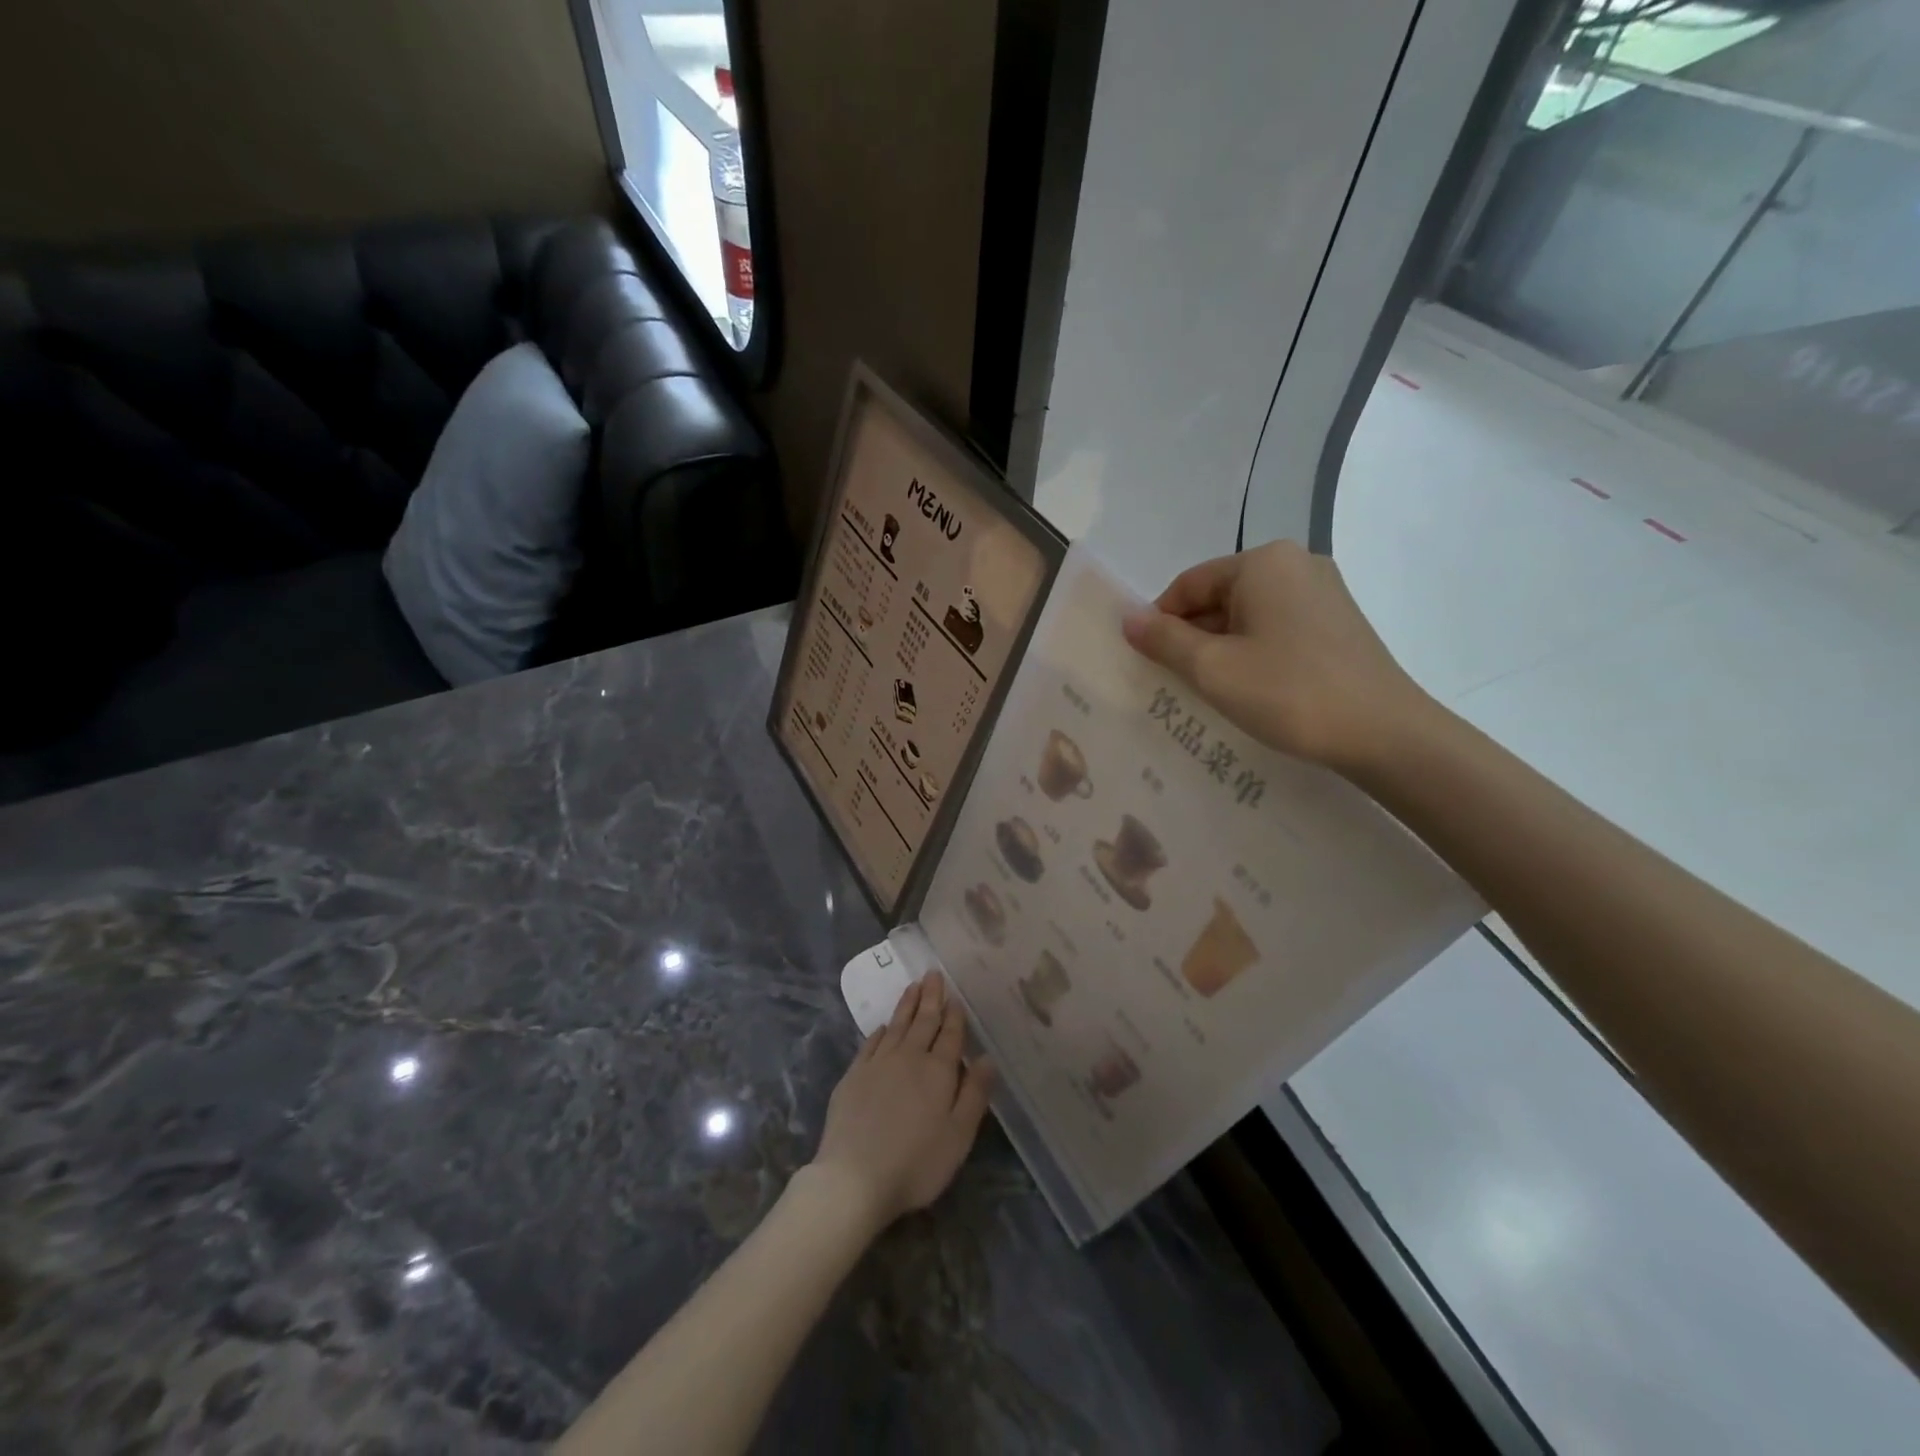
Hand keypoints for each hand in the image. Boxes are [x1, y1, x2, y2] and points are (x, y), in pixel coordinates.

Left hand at [807, 974, 993, 1233]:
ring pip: (896, 1026)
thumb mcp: (959, 1135)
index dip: (954, 1015)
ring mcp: (877, 1064)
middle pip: (923, 1022)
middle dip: (930, 997)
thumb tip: (987, 1058)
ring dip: (906, 1005)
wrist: (854, 1177)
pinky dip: (879, 1032)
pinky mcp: (853, 1076)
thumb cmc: (916, 1162)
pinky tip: (882, 1026)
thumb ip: (975, 1094)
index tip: (955, 996)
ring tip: (913, 986)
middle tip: (933, 973)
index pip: (950, 1035)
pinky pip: (870, 1044)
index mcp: (938, 1071)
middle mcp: (908, 1058)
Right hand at [1122, 540, 1427, 773]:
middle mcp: (1296, 564)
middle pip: (1219, 596)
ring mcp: (1323, 592)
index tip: (1148, 662)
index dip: (1160, 621)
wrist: (1385, 733)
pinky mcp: (1338, 622)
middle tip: (1176, 681)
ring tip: (1212, 691)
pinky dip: (1253, 652)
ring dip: (1221, 648)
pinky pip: (1277, 628)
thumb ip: (1164, 640)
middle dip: (1192, 636)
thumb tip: (1128, 618)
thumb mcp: (1213, 668)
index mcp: (1263, 562)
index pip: (1189, 584)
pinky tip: (1251, 688)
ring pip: (1248, 615)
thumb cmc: (1289, 692)